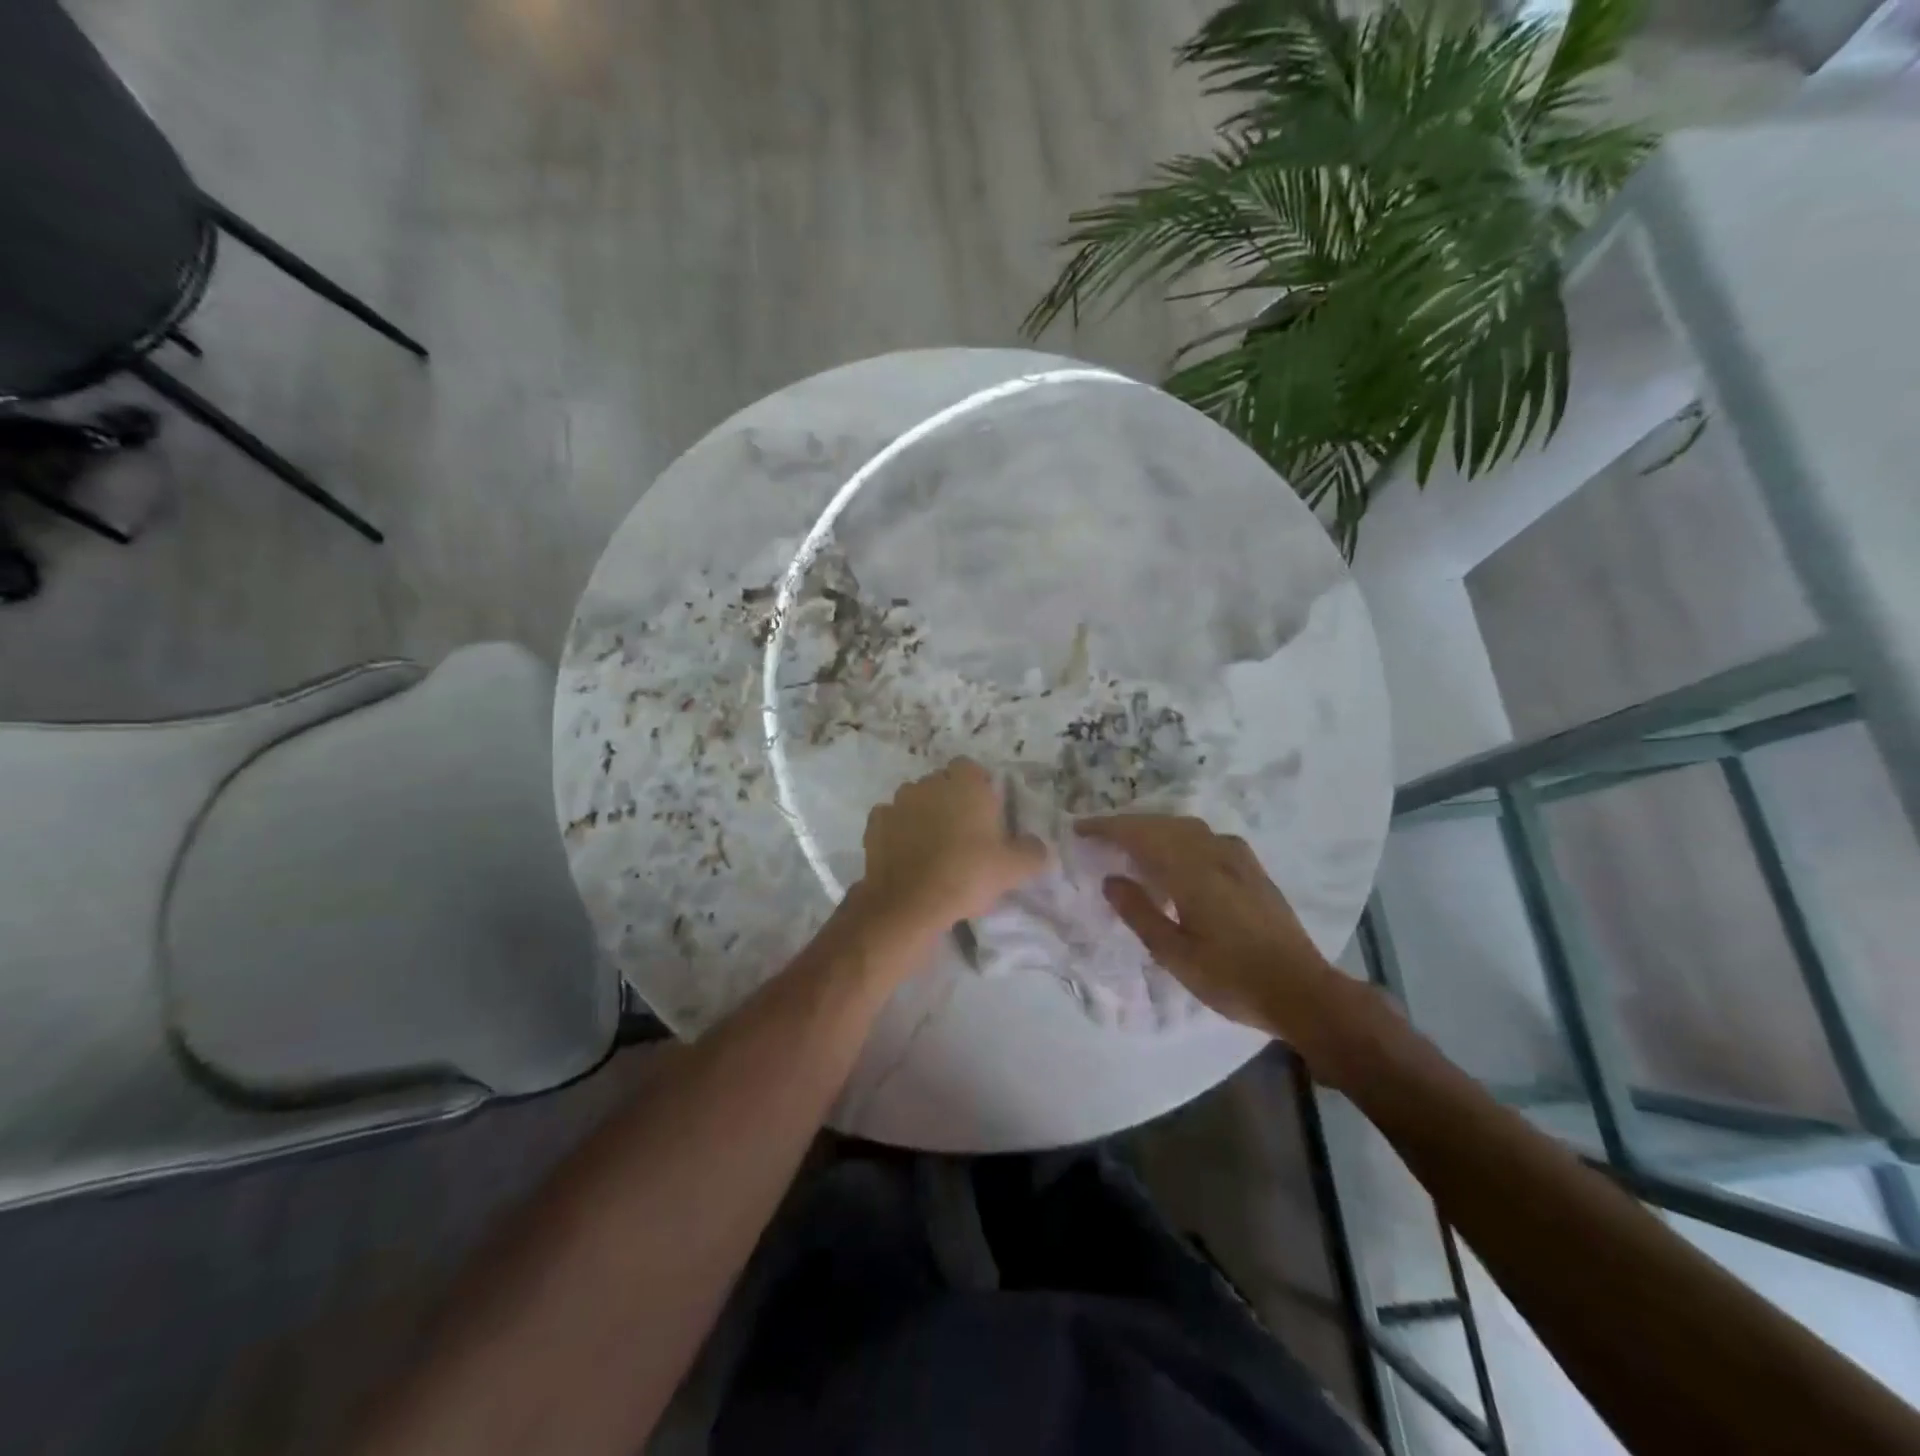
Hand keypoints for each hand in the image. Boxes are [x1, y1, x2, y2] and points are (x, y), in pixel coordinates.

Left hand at [852, 758, 1048, 937]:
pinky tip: (907, 855)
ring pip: (915, 800)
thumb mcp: (1012, 869)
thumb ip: (1031, 852)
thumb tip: (1038, 847)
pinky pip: (891, 820)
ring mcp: (898, 802)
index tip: (985, 814)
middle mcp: (929, 783)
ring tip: (933, 847)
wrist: (910, 902)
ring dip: (923, 815)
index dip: (978, 787)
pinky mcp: (875, 824)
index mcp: (965, 784)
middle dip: (950, 801)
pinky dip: (898, 831)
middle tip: (964, 834)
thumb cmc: (967, 874)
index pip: (971, 768)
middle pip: (942, 783)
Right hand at [1077, 815, 1380, 1074]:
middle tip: (1099, 836)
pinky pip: (1206, 837)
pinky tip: (1176, 857)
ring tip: (1131, 845)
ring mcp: (1238, 857)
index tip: (1081, 829)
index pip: (1141, 835)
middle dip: (1128, 825)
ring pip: (1186, 827)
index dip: (1108, 828)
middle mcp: (1215, 853)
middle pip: (1163, 824)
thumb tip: (1111, 879)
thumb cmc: (1232, 978)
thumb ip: (1140, 912)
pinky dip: (1179, 837)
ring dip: (1154, 828)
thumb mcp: (1175, 954)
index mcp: (1192, 872)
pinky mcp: (1252, 867)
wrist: (1302, 991)